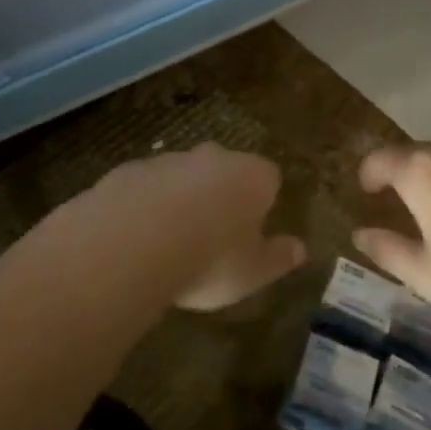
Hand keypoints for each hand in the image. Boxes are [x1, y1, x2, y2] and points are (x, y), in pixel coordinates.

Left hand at [74, 144, 303, 311]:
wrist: (133, 241)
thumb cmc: (210, 259)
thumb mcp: (253, 272)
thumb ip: (278, 258)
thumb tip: (300, 249)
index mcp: (252, 176)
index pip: (269, 178)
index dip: (263, 202)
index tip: (254, 231)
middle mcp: (213, 157)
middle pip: (225, 169)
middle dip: (221, 194)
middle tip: (214, 235)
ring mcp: (168, 159)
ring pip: (183, 176)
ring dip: (181, 199)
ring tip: (171, 242)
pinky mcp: (130, 169)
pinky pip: (146, 186)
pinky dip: (147, 205)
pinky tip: (138, 237)